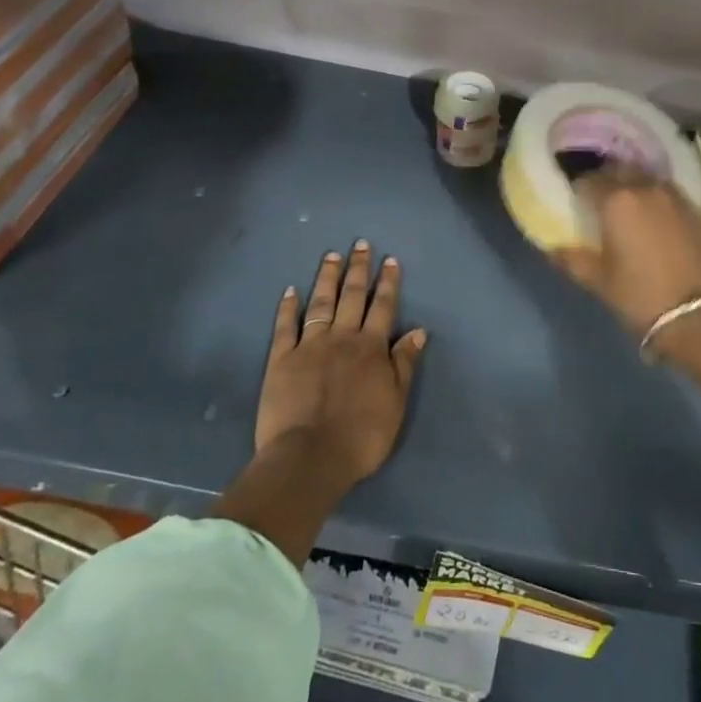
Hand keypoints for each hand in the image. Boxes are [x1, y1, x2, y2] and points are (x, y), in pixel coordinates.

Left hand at [255, 240, 427, 485]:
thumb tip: (419, 330)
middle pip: (352, 296)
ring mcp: (310, 345)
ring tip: (331, 255)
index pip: (383, 306)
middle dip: (358, 269)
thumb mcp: (395, 402)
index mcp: (371, 347)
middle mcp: (342, 337)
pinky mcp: (281, 360)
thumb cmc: (361, 435)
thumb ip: (405, 363)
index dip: (388, 282)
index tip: (390, 259)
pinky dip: (288, 307)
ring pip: (321, 302)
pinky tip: (290, 290)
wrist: (310, 457)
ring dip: (327, 277)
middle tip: (360, 244)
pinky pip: (285, 326)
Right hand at [554, 166, 700, 338]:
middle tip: (601, 198)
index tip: (577, 199)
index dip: (580, 188)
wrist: (698, 315)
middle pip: (619, 170)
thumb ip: (573, 259)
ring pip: (647, 177)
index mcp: (616, 201)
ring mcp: (674, 196)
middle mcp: (645, 188)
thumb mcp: (599, 280)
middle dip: (607, 179)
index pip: (589, 180)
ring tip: (629, 203)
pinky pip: (669, 192)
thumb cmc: (639, 296)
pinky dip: (657, 197)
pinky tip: (655, 216)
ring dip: (634, 184)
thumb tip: (551, 249)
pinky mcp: (696, 209)